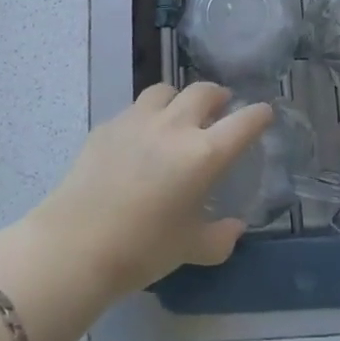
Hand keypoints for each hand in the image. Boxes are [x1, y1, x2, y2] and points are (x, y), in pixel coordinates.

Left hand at [30, 82, 271, 297]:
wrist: (75, 244)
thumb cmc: (143, 249)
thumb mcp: (191, 249)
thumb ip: (220, 237)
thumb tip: (235, 228)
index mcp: (204, 154)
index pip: (244, 122)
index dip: (258, 115)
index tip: (264, 114)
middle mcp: (175, 126)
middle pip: (204, 92)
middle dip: (219, 96)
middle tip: (222, 107)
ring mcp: (138, 120)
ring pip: (166, 91)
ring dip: (179, 98)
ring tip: (179, 113)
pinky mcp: (108, 126)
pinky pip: (135, 110)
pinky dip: (147, 116)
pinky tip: (140, 138)